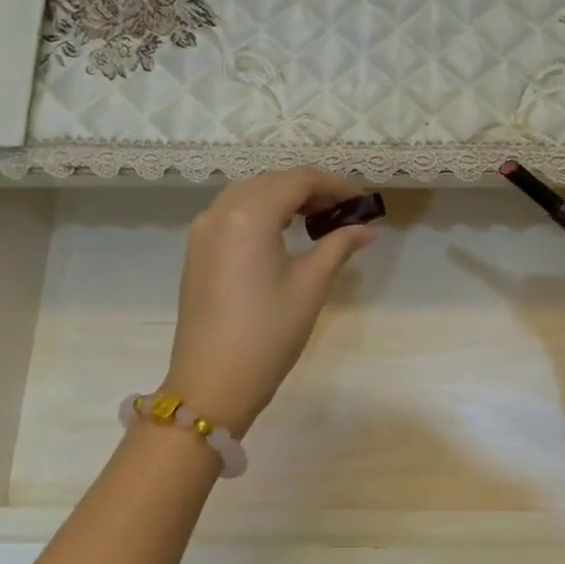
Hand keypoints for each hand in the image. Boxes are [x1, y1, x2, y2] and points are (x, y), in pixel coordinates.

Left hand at [159, 169, 379, 435]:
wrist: (211, 383)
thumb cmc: (268, 333)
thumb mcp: (310, 285)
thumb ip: (338, 245)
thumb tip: (367, 229)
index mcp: (249, 214)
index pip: (298, 180)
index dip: (334, 185)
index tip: (362, 201)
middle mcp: (220, 211)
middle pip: (272, 182)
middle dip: (310, 190)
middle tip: (344, 212)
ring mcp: (203, 230)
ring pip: (250, 194)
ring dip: (285, 198)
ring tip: (318, 221)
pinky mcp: (197, 250)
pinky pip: (232, 214)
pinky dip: (261, 212)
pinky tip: (282, 234)